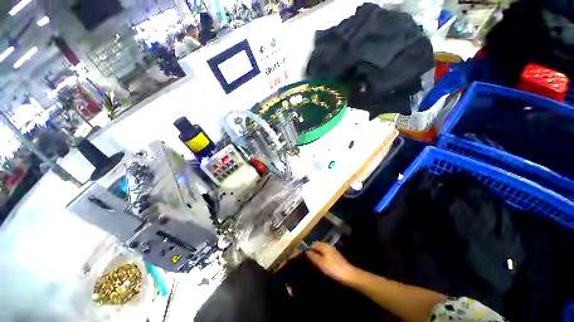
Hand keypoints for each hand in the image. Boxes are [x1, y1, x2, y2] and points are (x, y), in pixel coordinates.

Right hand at [305, 242, 357, 284]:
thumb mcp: (321, 263)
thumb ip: (313, 256)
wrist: (349, 275)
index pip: (313, 244)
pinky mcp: (335, 257)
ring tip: (314, 264)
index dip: (307, 248)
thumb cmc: (333, 268)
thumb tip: (306, 251)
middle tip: (308, 261)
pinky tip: (321, 265)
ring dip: (317, 256)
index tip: (303, 256)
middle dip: (312, 252)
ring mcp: (332, 251)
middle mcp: (327, 246)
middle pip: (317, 246)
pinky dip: (322, 258)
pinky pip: (325, 255)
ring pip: (321, 251)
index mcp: (324, 246)